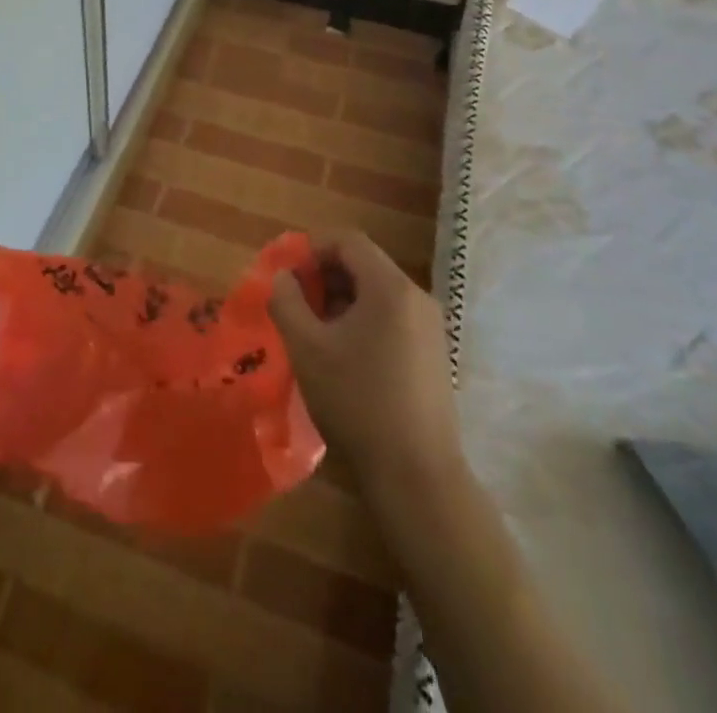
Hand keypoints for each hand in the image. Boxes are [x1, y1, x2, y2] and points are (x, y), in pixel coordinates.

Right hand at [268, 233, 461, 497]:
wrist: (417, 477)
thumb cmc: (357, 402)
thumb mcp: (307, 348)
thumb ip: (287, 302)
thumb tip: (283, 276)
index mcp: (390, 287)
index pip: (347, 240)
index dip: (311, 247)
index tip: (286, 273)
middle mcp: (417, 298)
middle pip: (364, 264)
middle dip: (324, 275)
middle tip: (294, 303)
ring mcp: (430, 328)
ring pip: (377, 293)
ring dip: (341, 300)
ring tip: (312, 331)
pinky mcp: (433, 355)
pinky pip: (391, 317)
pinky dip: (362, 320)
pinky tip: (342, 356)